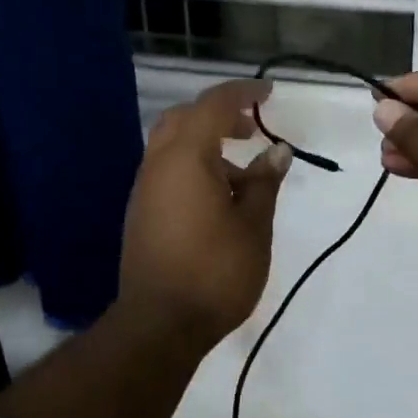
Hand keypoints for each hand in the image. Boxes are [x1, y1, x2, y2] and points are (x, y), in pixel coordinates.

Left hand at [120, 79, 291, 342]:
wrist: (160, 324)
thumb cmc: (216, 271)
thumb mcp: (253, 225)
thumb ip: (264, 182)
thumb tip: (276, 151)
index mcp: (185, 159)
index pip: (213, 106)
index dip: (243, 93)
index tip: (269, 93)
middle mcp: (158, 165)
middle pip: (184, 119)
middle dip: (219, 115)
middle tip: (251, 128)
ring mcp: (144, 190)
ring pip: (172, 146)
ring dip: (206, 144)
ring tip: (243, 174)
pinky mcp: (141, 213)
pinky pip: (167, 172)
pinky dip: (193, 167)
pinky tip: (219, 198)